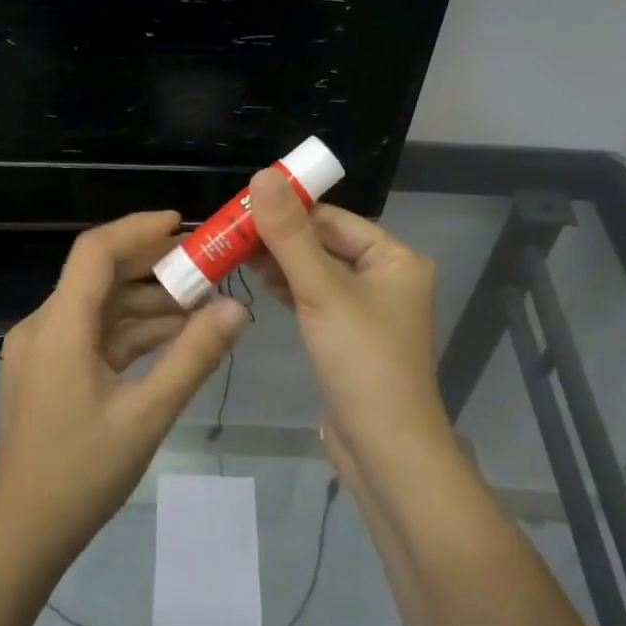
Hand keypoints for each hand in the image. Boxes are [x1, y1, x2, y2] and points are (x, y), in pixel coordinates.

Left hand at [0, 211, 249, 558]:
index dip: (138, 229)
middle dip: (152, 267)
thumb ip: (193, 358)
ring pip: (99, 307)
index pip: (95, 252)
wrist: (23, 532)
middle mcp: (43, 327)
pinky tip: (172, 338)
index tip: (182, 225)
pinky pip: (92, 335)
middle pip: (98, 276)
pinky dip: (130, 332)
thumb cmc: (82, 474)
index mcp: (59, 328)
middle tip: (205, 267)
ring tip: (201, 306)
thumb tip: (236, 311)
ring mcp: (41, 350)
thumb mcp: (148, 415)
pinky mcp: (47, 371)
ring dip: (146, 303)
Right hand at [246, 171, 451, 480]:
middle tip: (230, 233)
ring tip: (236, 255)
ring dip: (282, 263)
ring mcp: (369, 310)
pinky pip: (318, 299)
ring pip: (318, 272)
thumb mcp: (322, 291)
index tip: (242, 207)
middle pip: (325, 243)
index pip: (333, 218)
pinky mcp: (350, 337)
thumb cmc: (361, 362)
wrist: (385, 450)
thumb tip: (264, 175)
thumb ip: (290, 235)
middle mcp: (387, 278)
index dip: (288, 209)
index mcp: (395, 259)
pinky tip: (261, 283)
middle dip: (281, 238)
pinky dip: (291, 290)